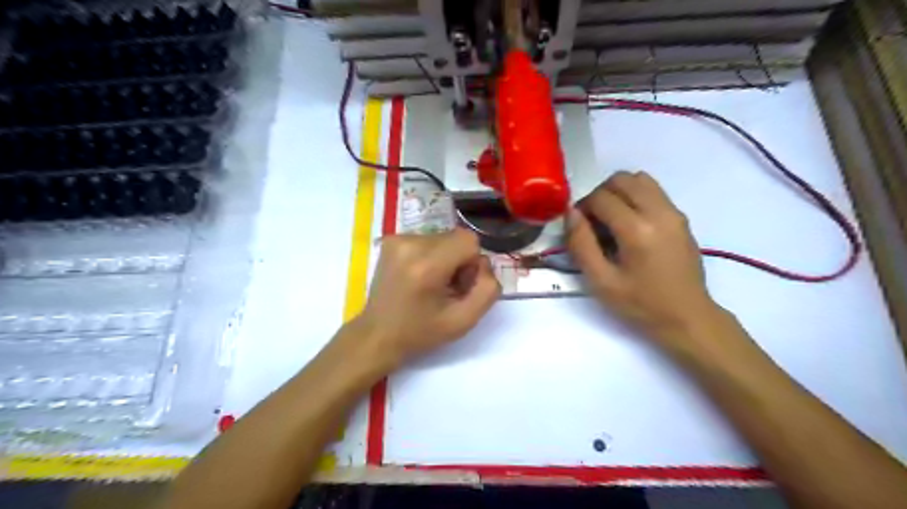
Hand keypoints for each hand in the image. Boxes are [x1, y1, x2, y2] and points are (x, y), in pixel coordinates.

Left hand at [349, 229, 503, 371]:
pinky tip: (419, 277)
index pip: (469, 240)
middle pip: (456, 237)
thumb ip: (487, 289)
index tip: (460, 285)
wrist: (377, 335)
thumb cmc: (421, 332)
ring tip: (431, 284)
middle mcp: (409, 244)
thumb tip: (484, 263)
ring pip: (443, 238)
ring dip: (445, 258)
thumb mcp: (464, 321)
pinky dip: (430, 256)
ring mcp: (397, 240)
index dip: (472, 263)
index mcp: (427, 265)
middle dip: (459, 261)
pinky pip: (427, 240)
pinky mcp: (391, 241)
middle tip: (446, 288)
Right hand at [565, 171, 722, 345]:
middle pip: (621, 179)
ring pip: (639, 179)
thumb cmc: (640, 304)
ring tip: (612, 218)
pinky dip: (635, 197)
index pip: (601, 197)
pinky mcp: (681, 217)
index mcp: (637, 230)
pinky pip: (653, 191)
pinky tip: (630, 224)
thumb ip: (581, 244)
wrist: (687, 317)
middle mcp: (659, 212)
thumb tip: (570, 212)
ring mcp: (674, 212)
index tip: (578, 226)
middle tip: (593, 221)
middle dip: (600, 194)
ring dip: (619, 192)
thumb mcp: (600, 281)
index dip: (582, 207)